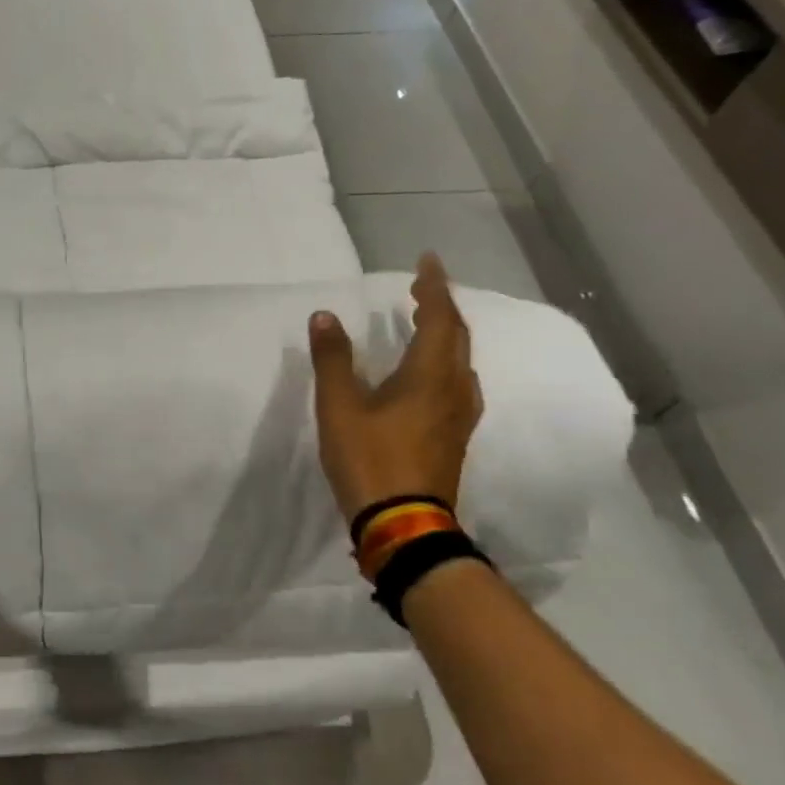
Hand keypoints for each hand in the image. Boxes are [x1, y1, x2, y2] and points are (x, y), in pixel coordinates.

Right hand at [309, 253, 482, 520]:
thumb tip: (324, 316)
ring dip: (445, 335)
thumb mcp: (340, 407)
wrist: (403, 524)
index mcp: (431, 375)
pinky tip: (428, 374)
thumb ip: (333, 359)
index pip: (440, 317)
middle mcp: (455, 389)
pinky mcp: (454, 437)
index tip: (427, 260)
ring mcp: (459, 416)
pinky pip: (456, 383)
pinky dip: (443, 362)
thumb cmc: (370, 459)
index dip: (434, 286)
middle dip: (441, 307)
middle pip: (457, 337)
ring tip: (424, 323)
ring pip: (460, 362)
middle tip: (420, 288)